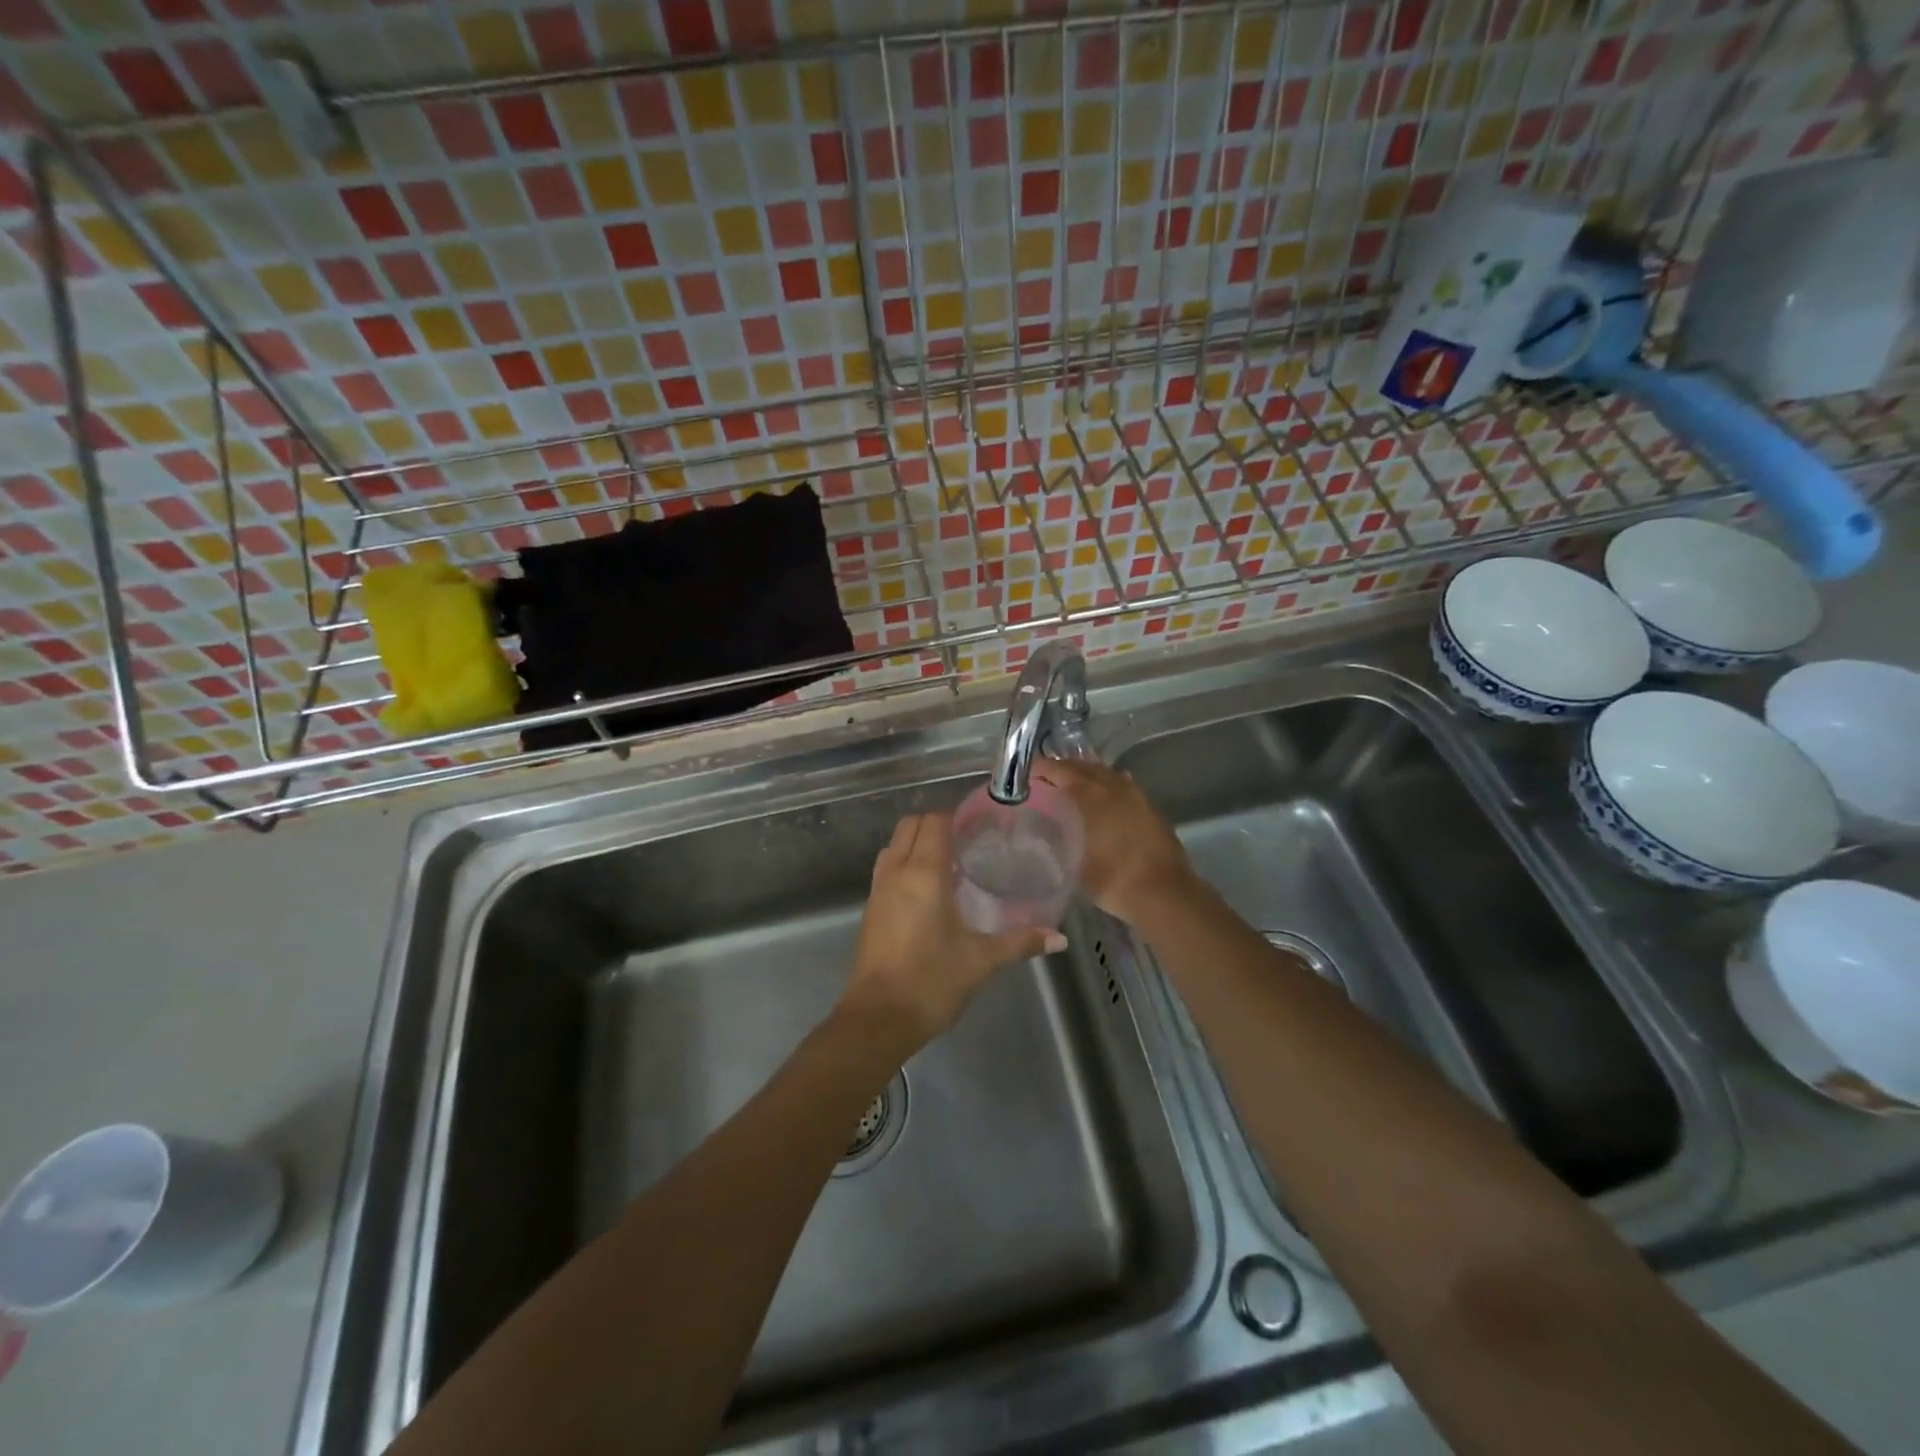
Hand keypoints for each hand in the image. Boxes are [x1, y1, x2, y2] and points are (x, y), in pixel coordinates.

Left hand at [841, 813, 1062, 1052]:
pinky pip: (887, 868)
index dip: (955, 817)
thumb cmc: (931, 982)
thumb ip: (1019, 942)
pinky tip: (929, 890)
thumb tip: (1060, 938)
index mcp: (924, 873)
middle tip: (966, 843)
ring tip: (949, 863)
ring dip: (917, 843)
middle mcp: (896, 871)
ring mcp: (878, 889)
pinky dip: (905, 864)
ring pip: (894, 845)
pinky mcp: (870, 909)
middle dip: (936, 825)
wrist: (878, 1019)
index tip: (979, 827)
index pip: (934, 822)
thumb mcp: (981, 961)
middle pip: (910, 825)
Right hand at [1032, 759, 1193, 924]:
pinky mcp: (1151, 810)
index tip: (1029, 770)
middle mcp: (1116, 789)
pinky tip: (1106, 793)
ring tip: (1073, 781)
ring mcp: (1137, 798)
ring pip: (1108, 775)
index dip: (1045, 768)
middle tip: (1047, 774)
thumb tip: (1048, 833)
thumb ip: (1060, 842)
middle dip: (1066, 768)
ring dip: (1089, 774)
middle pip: (1087, 768)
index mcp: (1094, 797)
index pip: (1064, 772)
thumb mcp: (1075, 864)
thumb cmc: (1114, 880)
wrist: (1164, 895)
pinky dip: (1110, 786)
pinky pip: (1125, 787)